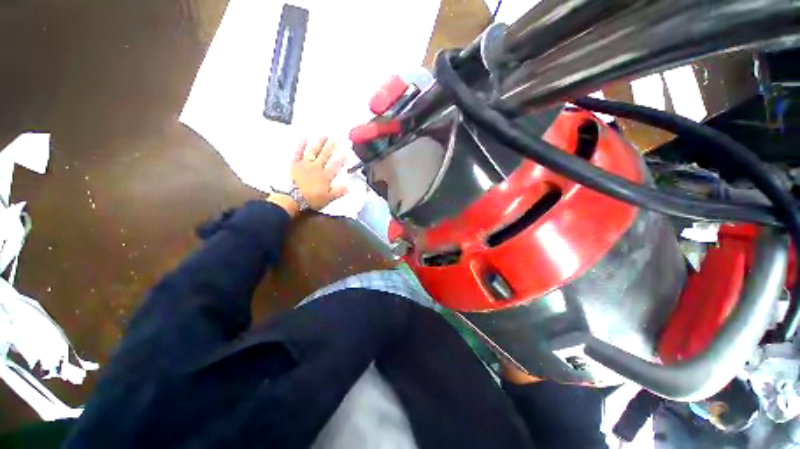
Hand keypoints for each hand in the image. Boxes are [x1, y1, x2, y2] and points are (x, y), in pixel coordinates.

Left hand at [291, 137, 347, 210]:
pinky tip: (304, 137)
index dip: (342, 157)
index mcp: (325, 176)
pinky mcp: (295, 164)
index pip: (336, 164)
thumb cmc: (311, 200)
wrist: (293, 199)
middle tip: (336, 137)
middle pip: (326, 155)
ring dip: (319, 142)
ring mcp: (305, 164)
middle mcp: (317, 167)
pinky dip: (301, 144)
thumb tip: (349, 186)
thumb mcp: (328, 198)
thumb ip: (339, 191)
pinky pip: (298, 152)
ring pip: (313, 151)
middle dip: (332, 146)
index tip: (346, 150)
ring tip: (324, 135)